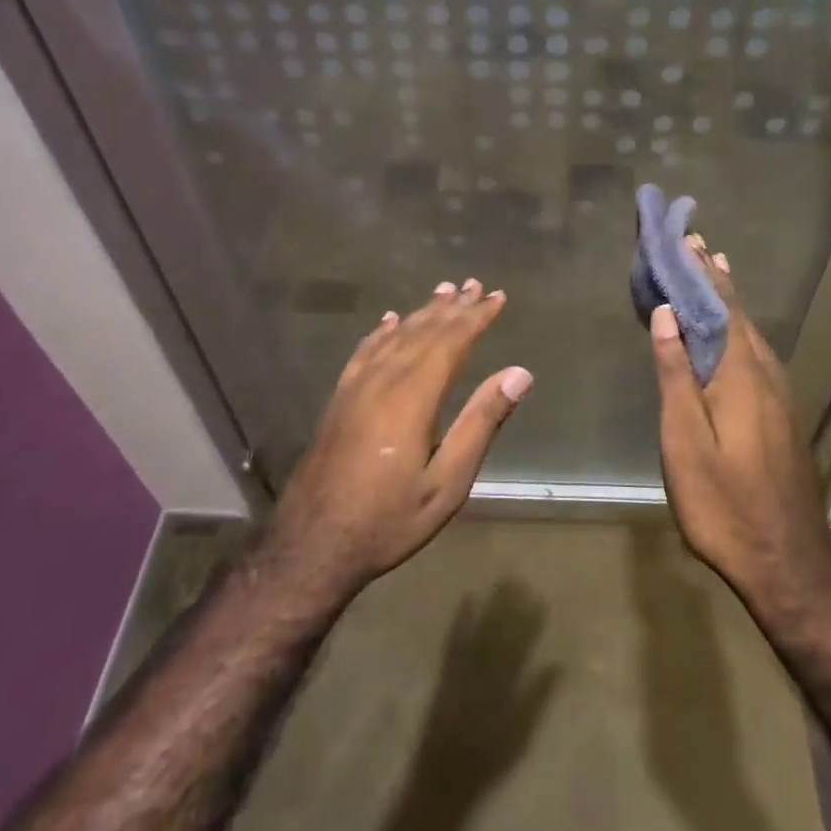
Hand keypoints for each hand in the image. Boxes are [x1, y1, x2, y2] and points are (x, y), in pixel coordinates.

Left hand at [266, 279, 530, 603]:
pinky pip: (364, 352)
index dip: (475, 317)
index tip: (496, 297)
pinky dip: (382, 331)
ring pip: (394, 336)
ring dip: (422, 312)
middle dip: (453, 308)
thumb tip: (519, 373)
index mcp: (413, 397)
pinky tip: (388, 321)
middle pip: (423, 331)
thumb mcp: (447, 482)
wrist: (312, 545)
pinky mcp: (339, 399)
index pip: (451, 342)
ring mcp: (356, 387)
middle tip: (475, 285)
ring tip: (443, 292)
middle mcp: (383, 380)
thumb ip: (481, 423)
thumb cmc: (389, 519)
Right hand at [648, 248, 830, 627]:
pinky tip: (732, 335)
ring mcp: (780, 396)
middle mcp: (766, 375)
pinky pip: (757, 354)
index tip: (687, 241)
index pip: (720, 308)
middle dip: (716, 280)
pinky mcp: (782, 416)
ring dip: (730, 303)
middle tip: (697, 247)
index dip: (702, 274)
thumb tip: (666, 314)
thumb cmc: (724, 502)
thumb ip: (675, 375)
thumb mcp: (685, 440)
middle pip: (739, 316)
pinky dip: (739, 330)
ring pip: (752, 335)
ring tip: (715, 275)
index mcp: (741, 374)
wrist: (789, 562)